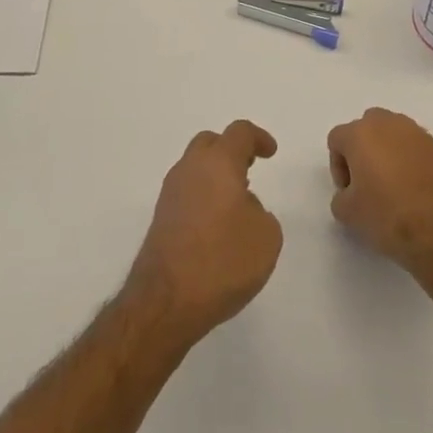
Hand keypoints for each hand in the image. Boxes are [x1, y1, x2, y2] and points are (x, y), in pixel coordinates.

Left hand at [126, 121, 282, 343]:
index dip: (258, 138)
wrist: (167, 300)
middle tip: (250, 168)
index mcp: (218, 163)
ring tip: (236, 202)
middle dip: (231, 150)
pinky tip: (216, 224)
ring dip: (215, 175)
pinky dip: (203, 196)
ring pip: (195, 167)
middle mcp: (190, 169)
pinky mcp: (161, 218)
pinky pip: (186, 192)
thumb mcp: (266, 236)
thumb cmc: (223, 260)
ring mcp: (170, 193)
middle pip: (210, 143)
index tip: (271, 153)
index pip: (239, 133)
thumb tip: (242, 207)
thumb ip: (260, 212)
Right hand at [327, 108, 432, 281]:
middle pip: (366, 128)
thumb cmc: (388, 215)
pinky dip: (409, 160)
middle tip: (366, 181)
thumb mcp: (348, 213)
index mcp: (361, 133)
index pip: (337, 139)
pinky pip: (414, 146)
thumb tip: (350, 193)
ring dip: (386, 151)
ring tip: (392, 184)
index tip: (348, 191)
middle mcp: (388, 123)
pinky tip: (413, 188)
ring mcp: (417, 133)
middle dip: (362, 150)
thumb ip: (340, 196)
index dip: (338, 166)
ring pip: (392, 133)